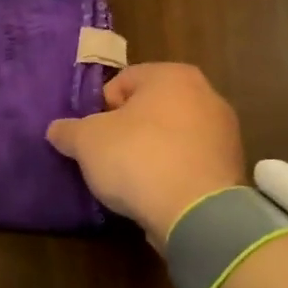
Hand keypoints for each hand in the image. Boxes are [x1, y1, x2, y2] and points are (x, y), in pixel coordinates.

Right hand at [46, 63, 245, 245]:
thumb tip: (57, 130)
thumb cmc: (137, 158)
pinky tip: (155, 193)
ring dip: (150, 151)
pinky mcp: (231, 167)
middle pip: (149, 108)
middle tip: (106, 156)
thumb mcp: (86, 141)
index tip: (92, 136)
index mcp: (172, 75)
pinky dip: (171, 172)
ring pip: (170, 136)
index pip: (122, 82)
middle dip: (126, 130)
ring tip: (130, 180)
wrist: (195, 212)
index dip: (99, 109)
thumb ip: (67, 130)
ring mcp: (224, 132)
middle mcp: (205, 94)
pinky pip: (188, 162)